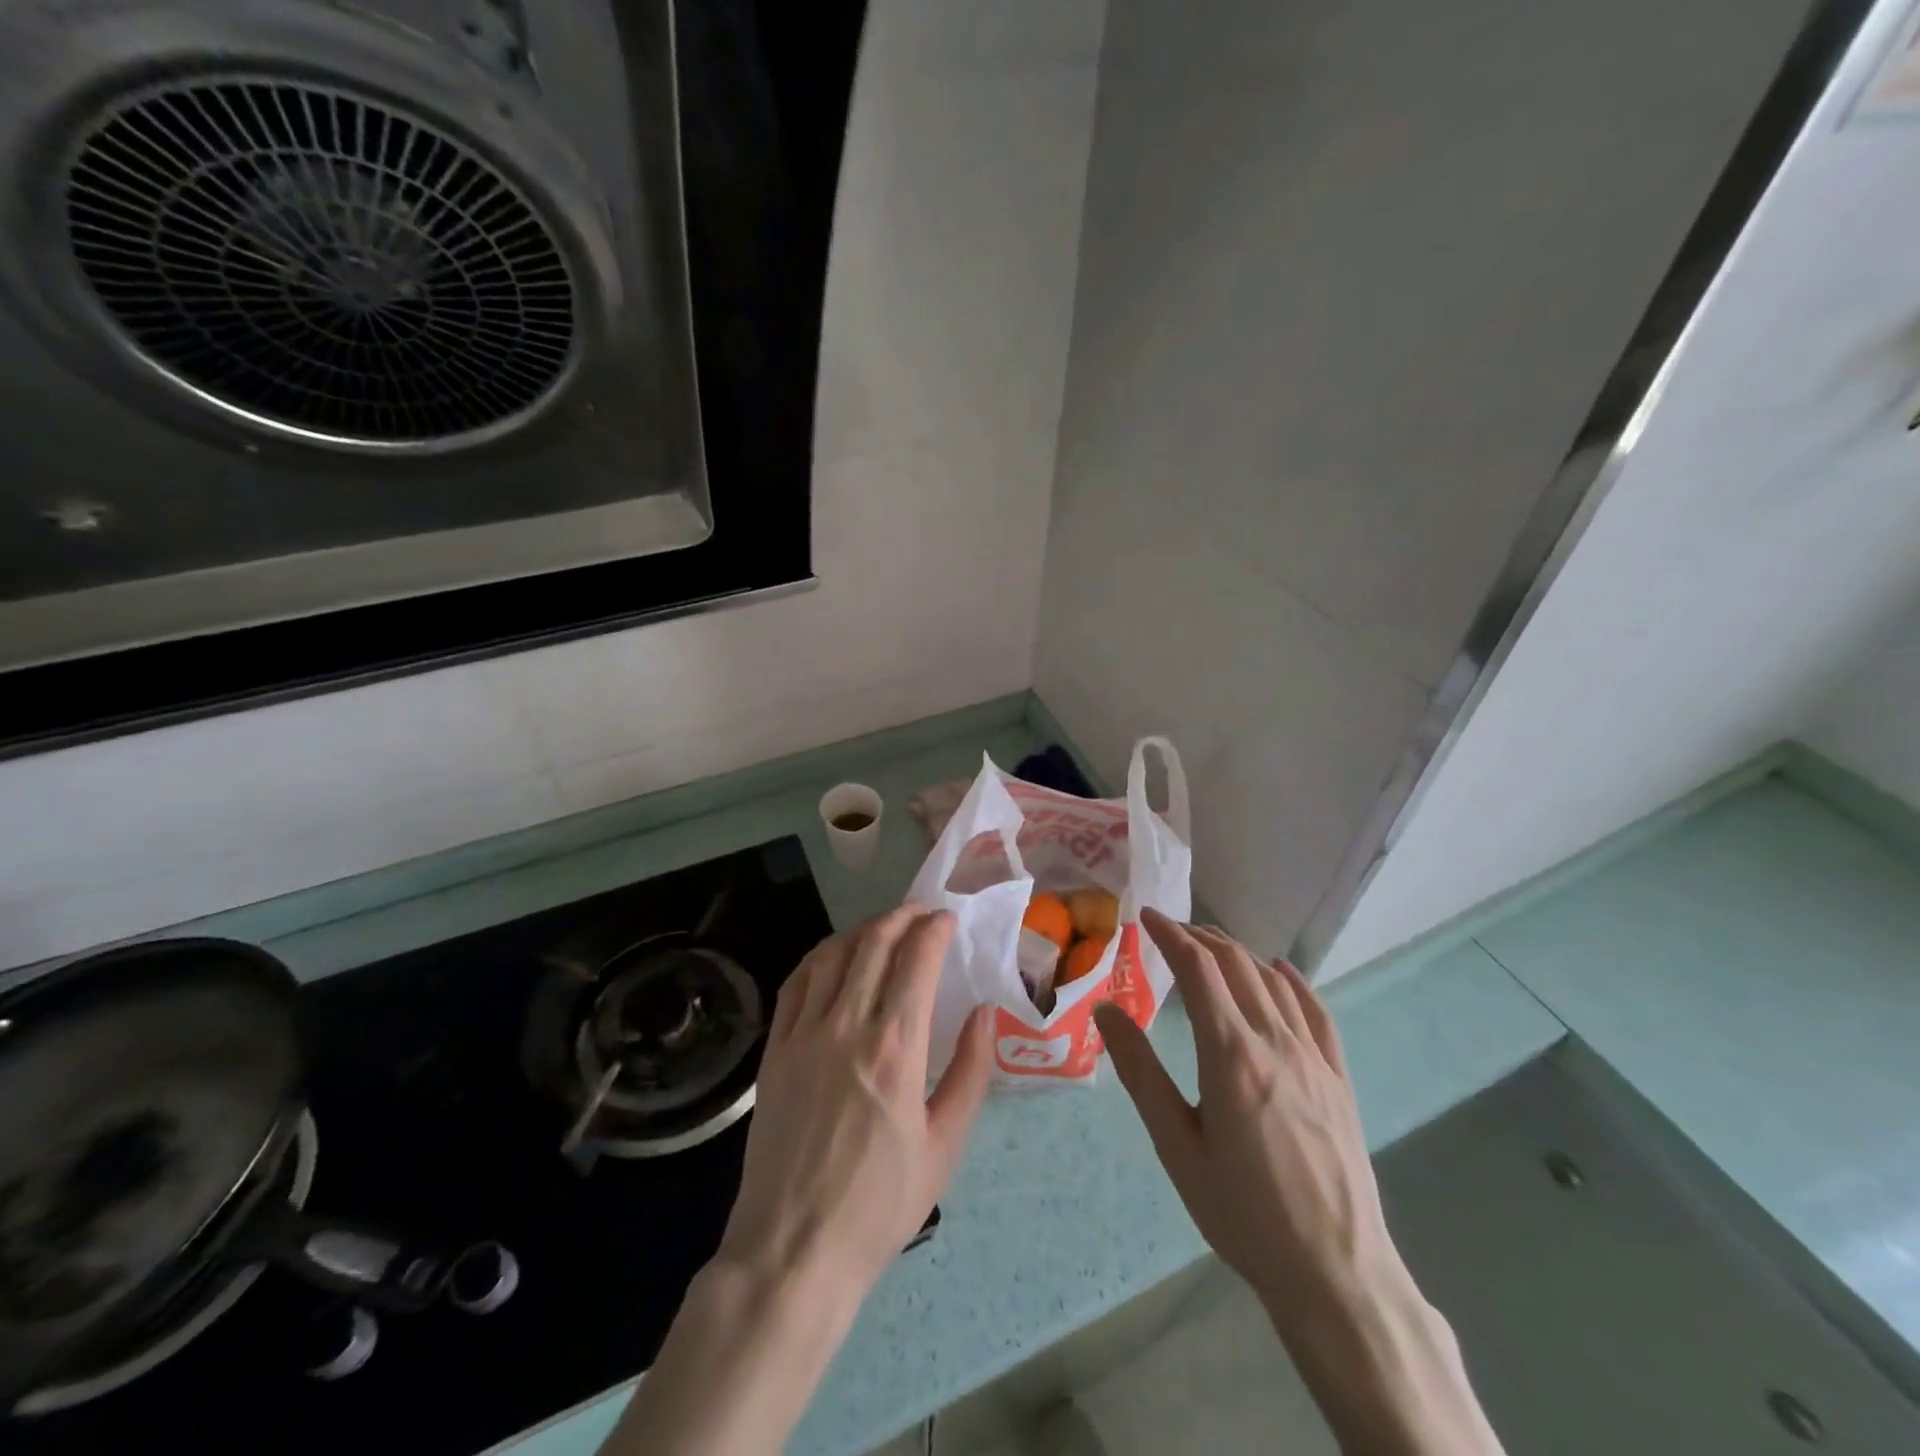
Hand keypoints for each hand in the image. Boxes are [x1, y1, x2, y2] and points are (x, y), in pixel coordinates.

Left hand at [605, 910, 993, 1455]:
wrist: (794, 1250)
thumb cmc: (879, 1205)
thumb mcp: (945, 1146)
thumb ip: (970, 1071)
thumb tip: (986, 1013)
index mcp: (895, 1048)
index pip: (916, 959)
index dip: (935, 929)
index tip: (949, 920)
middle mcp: (847, 1026)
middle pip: (874, 943)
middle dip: (903, 917)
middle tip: (923, 915)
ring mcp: (804, 1034)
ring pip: (834, 953)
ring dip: (864, 930)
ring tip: (885, 929)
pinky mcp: (775, 1049)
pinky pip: (797, 982)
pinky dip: (822, 956)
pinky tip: (836, 957)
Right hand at [1094, 910, 1505, 1455]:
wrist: (1335, 1272)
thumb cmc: (1242, 1211)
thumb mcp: (1176, 1145)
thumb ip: (1140, 1071)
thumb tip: (1106, 1009)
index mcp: (1231, 1053)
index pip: (1198, 968)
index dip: (1170, 934)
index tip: (1146, 916)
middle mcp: (1275, 1040)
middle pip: (1236, 963)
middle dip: (1199, 936)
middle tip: (1170, 930)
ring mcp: (1313, 1056)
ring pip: (1273, 981)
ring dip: (1237, 952)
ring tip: (1210, 946)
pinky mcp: (1338, 1077)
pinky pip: (1316, 1010)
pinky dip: (1292, 981)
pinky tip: (1280, 971)